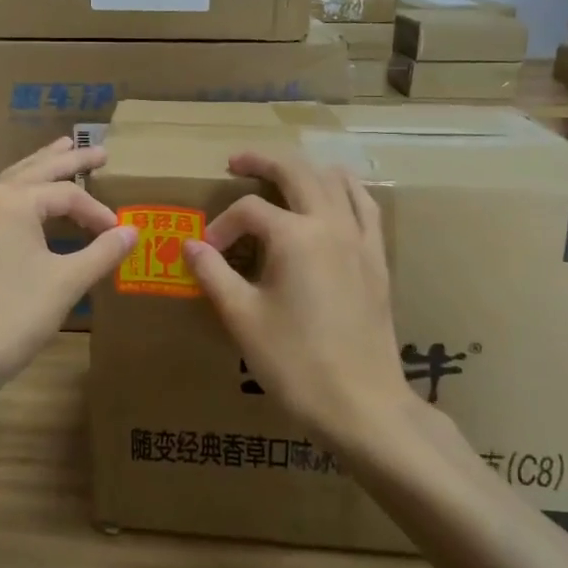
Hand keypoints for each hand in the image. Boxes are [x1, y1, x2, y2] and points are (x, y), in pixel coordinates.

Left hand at [0, 138, 137, 403]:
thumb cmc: (11, 317)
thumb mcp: (65, 284)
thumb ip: (102, 252)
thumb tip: (132, 231)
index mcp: (14, 201)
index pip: (68, 194)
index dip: (98, 212)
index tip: (119, 234)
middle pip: (36, 170)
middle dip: (68, 159)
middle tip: (99, 151)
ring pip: (11, 183)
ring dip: (40, 170)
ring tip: (61, 154)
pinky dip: (21, 196)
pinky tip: (26, 204)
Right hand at [182, 153, 432, 452]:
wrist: (361, 405)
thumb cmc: (294, 363)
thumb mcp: (242, 317)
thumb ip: (214, 273)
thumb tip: (190, 245)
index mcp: (295, 236)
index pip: (249, 210)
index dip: (221, 225)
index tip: (206, 253)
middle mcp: (331, 225)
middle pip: (297, 172)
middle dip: (263, 162)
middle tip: (236, 162)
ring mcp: (361, 240)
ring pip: (336, 180)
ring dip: (306, 169)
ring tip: (282, 174)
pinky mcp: (377, 260)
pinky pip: (365, 206)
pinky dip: (344, 190)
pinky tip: (332, 199)